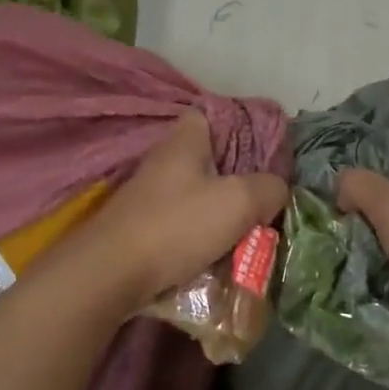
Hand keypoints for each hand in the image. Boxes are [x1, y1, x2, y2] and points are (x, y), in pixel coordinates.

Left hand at [63, 112, 287, 312]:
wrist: (111, 274)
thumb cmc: (177, 225)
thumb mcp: (238, 201)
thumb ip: (268, 188)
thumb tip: (277, 189)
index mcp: (184, 142)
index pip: (209, 115)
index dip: (238, 127)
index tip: (263, 152)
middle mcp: (162, 163)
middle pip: (207, 161)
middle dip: (236, 181)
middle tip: (263, 201)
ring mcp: (148, 197)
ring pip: (196, 197)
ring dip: (220, 215)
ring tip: (247, 235)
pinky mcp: (140, 229)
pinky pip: (181, 227)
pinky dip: (200, 240)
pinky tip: (217, 258)